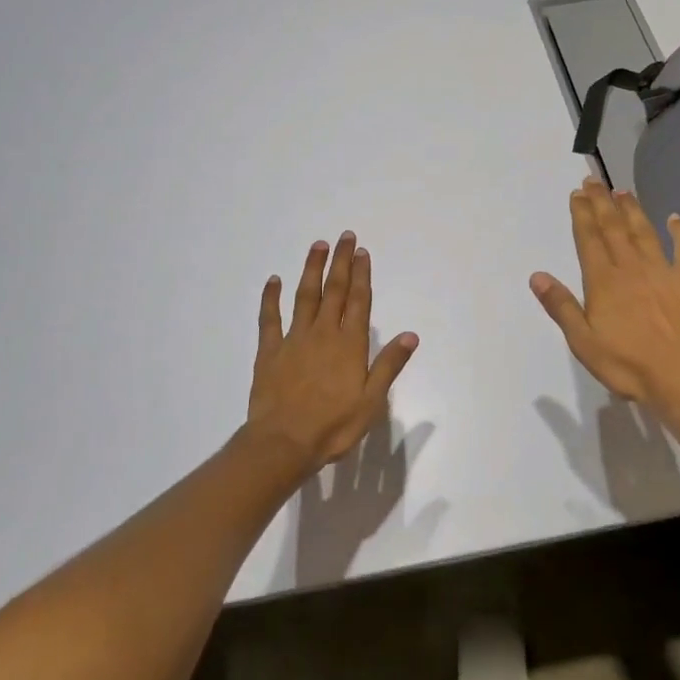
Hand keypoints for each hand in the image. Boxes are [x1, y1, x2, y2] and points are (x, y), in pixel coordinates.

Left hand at [245, 232, 419, 470]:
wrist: (284, 443)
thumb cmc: (333, 426)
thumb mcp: (372, 401)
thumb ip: (389, 365)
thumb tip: (410, 335)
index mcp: (349, 345)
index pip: (358, 301)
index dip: (361, 275)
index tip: (362, 251)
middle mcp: (323, 334)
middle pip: (334, 291)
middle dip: (341, 262)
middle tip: (344, 236)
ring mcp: (293, 340)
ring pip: (304, 296)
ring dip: (312, 269)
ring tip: (318, 246)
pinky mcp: (269, 351)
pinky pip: (269, 318)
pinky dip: (270, 297)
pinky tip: (273, 280)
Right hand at [530, 180, 679, 417]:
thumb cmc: (627, 363)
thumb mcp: (582, 340)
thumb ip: (561, 306)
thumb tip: (538, 275)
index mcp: (603, 281)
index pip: (589, 239)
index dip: (582, 214)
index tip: (578, 193)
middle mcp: (631, 267)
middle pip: (614, 228)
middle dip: (602, 203)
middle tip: (594, 180)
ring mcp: (663, 272)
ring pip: (644, 233)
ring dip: (632, 210)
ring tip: (623, 191)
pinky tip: (675, 218)